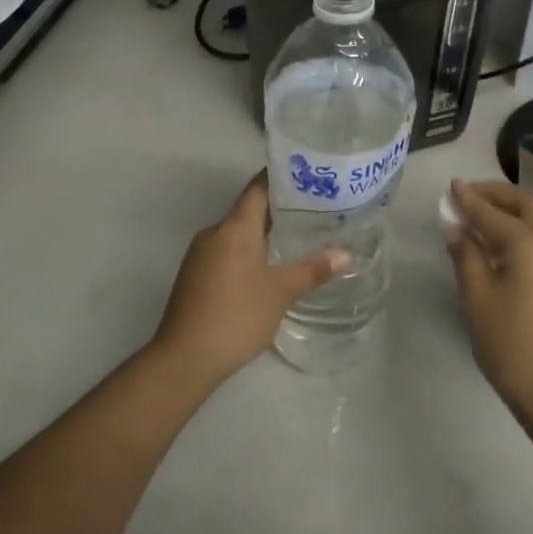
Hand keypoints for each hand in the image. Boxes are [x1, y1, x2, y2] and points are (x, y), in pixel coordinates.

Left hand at [151, 173, 350, 385]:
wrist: (184, 358)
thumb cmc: (236, 316)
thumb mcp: (280, 292)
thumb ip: (313, 270)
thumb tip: (348, 255)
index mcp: (234, 227)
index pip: (258, 188)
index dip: (282, 178)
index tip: (310, 175)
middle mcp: (214, 233)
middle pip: (249, 209)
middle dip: (281, 209)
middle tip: (317, 209)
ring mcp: (201, 255)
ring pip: (238, 233)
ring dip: (265, 232)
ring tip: (300, 237)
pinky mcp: (196, 276)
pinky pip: (228, 252)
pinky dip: (250, 252)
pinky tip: (271, 267)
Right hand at [446, 179, 532, 419]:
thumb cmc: (511, 345)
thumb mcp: (477, 298)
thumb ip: (466, 255)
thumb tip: (455, 226)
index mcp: (531, 243)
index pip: (492, 213)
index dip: (469, 199)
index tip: (451, 186)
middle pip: (527, 204)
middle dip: (497, 194)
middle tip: (469, 195)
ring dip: (514, 209)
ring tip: (484, 215)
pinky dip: (526, 228)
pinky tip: (507, 243)